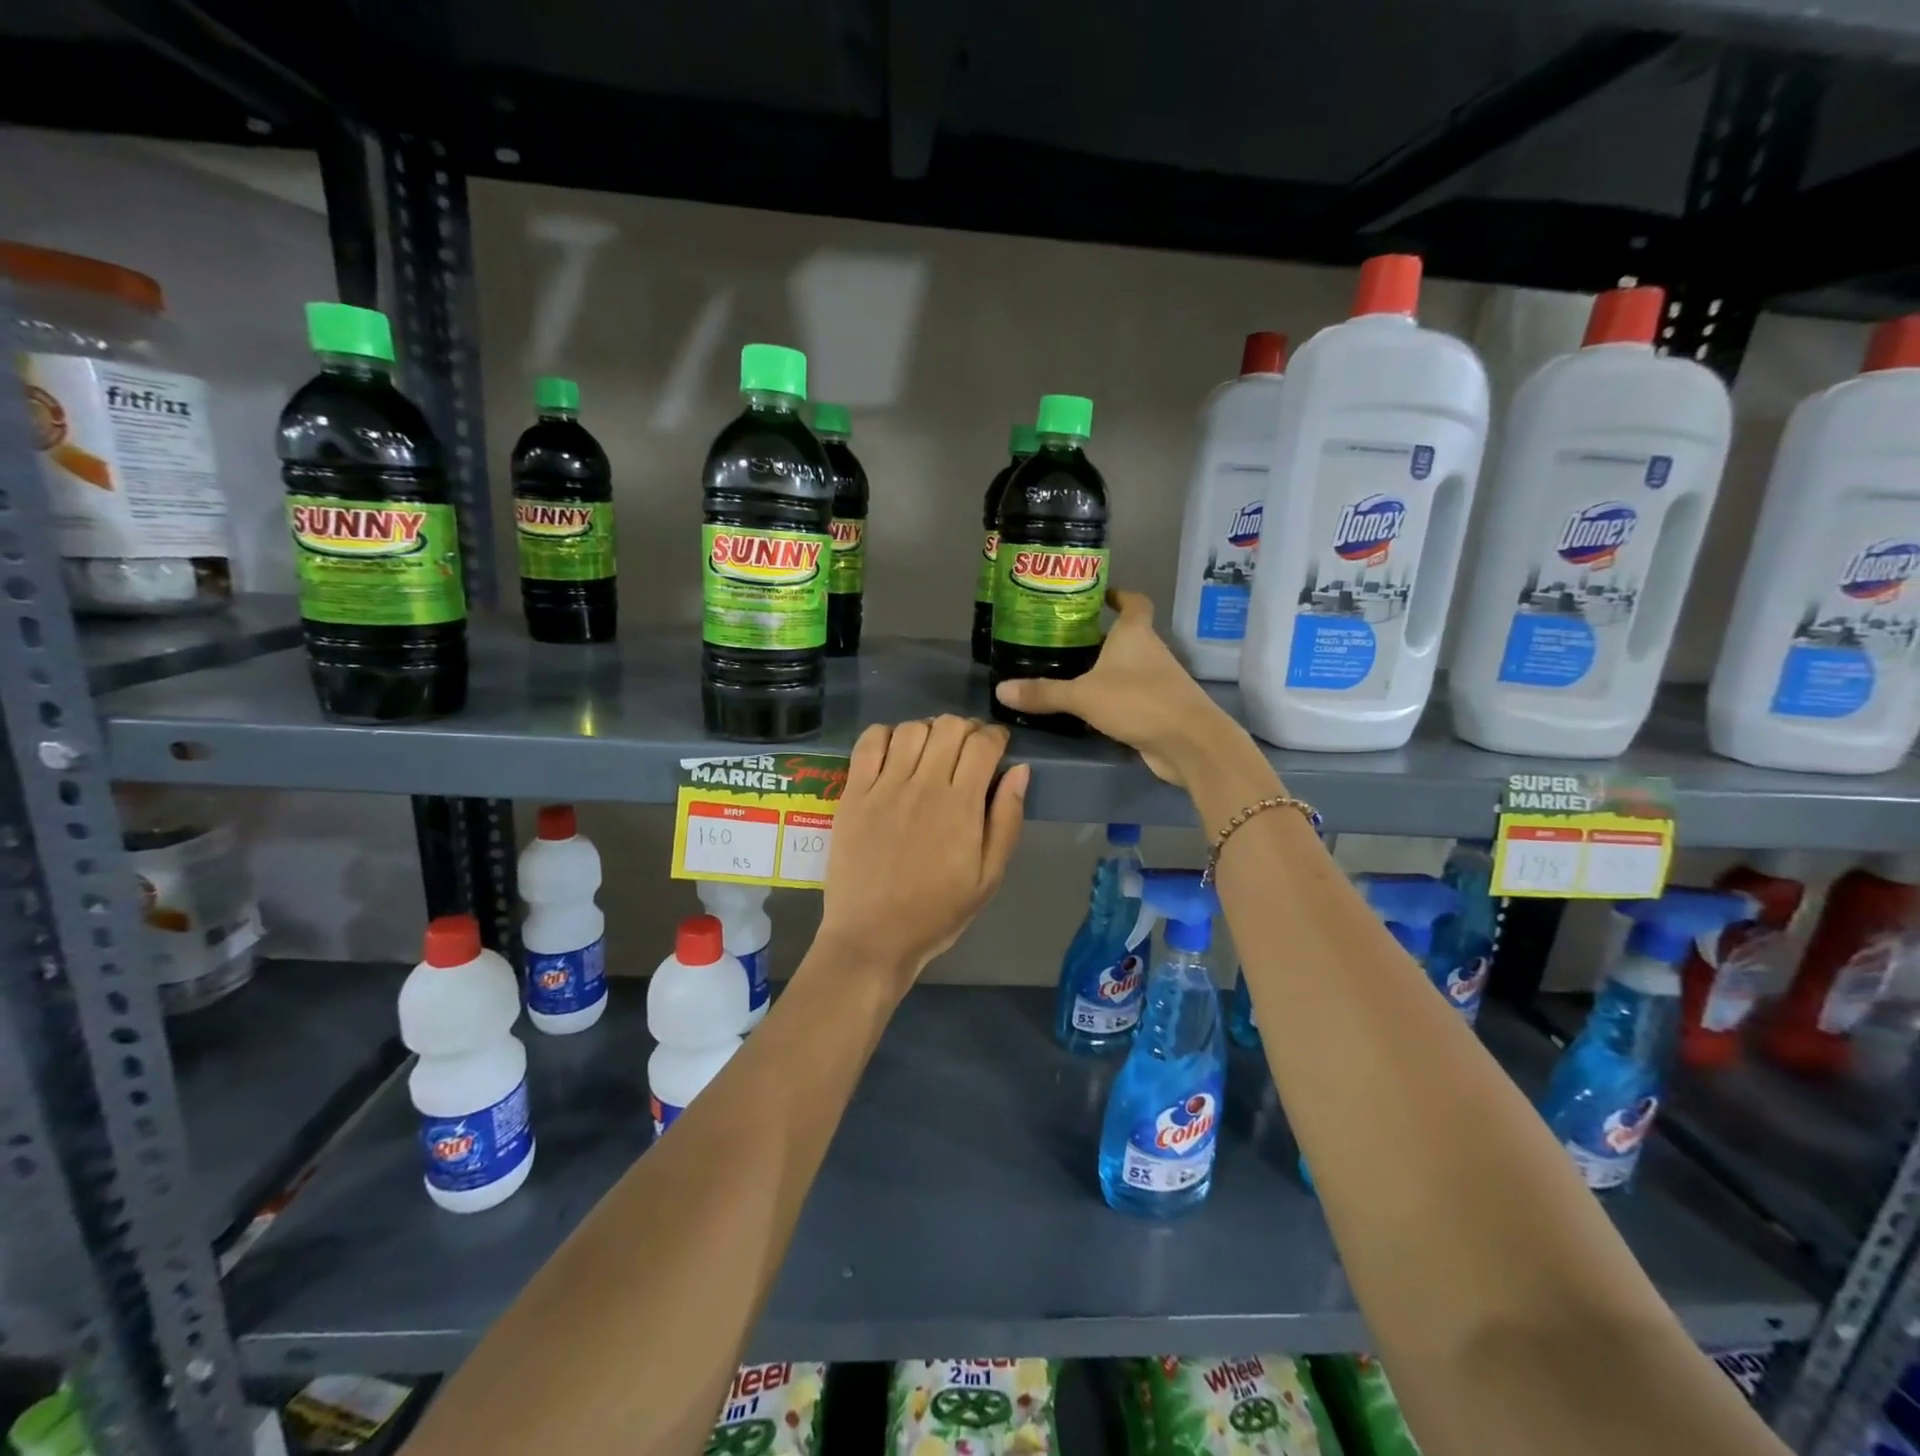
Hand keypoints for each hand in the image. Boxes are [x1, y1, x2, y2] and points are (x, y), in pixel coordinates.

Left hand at [817, 716, 1028, 989]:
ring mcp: (883, 787)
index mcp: (961, 806)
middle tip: (967, 750)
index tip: (998, 746)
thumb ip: (1007, 819)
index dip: (996, 736)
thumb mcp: (988, 877)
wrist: (872, 936)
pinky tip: (895, 752)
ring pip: (911, 728)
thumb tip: (1019, 770)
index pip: (983, 744)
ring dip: (929, 731)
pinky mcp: (853, 793)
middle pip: (948, 726)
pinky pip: (869, 742)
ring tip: (931, 752)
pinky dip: (886, 735)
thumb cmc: (937, 912)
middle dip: (966, 729)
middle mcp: (923, 785)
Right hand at [994, 589, 1259, 788]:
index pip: (1133, 602)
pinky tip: (1086, 708)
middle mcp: (1149, 652)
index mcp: (1135, 634)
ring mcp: (1157, 681)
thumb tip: (1000, 689)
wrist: (1189, 743)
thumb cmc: (1138, 701)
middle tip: (1061, 639)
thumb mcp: (1083, 695)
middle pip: (1125, 636)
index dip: (1119, 595)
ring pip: (1126, 667)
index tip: (1098, 595)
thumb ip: (1044, 693)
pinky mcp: (1157, 709)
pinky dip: (1110, 698)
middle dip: (1097, 637)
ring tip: (1066, 672)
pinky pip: (1128, 696)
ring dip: (1103, 669)